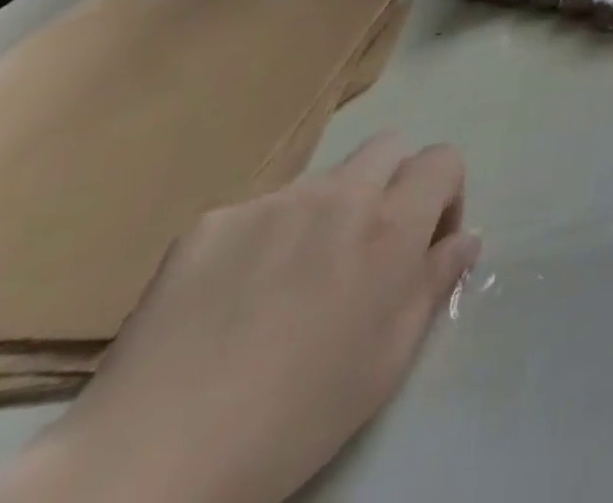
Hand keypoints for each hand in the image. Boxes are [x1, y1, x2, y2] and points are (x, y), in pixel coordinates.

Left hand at [0, 135, 479, 502]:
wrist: (148, 465)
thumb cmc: (295, 417)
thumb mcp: (388, 359)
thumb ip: (434, 283)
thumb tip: (464, 238)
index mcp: (391, 225)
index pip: (443, 159)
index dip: (444, 194)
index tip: (425, 243)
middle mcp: (340, 195)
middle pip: (388, 147)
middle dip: (391, 184)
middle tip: (366, 248)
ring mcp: (271, 202)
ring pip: (322, 180)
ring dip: (327, 212)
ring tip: (290, 282)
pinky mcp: (210, 222)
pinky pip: (259, 210)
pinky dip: (264, 238)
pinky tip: (233, 298)